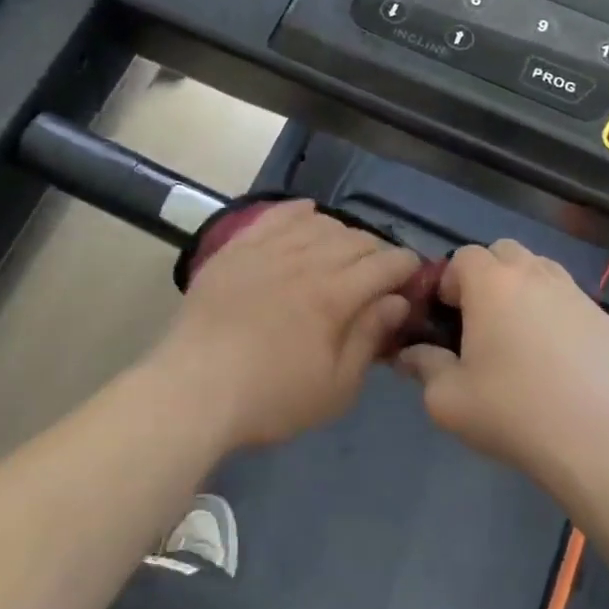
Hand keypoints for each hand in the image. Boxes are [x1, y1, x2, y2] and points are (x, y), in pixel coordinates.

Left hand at [154, 201, 420, 450]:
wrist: (196, 388)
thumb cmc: (271, 397)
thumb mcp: (336, 387)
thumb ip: (369, 338)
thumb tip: (397, 301)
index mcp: (336, 295)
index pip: (384, 264)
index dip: (405, 266)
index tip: (412, 275)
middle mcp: (306, 260)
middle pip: (354, 239)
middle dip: (376, 251)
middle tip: (379, 272)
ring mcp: (268, 249)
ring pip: (318, 224)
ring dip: (341, 233)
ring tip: (343, 251)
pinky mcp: (237, 248)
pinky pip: (275, 217)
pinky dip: (297, 212)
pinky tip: (307, 214)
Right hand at [398, 241, 608, 491]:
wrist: (593, 444)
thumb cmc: (510, 412)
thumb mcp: (446, 398)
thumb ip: (422, 365)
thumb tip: (410, 354)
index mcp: (491, 284)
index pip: (463, 255)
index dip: (450, 280)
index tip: (449, 316)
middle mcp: (535, 275)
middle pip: (505, 251)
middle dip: (489, 274)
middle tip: (482, 318)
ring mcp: (576, 295)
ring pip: (542, 269)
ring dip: (525, 287)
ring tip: (521, 332)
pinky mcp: (606, 321)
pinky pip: (572, 302)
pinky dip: (558, 315)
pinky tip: (559, 357)